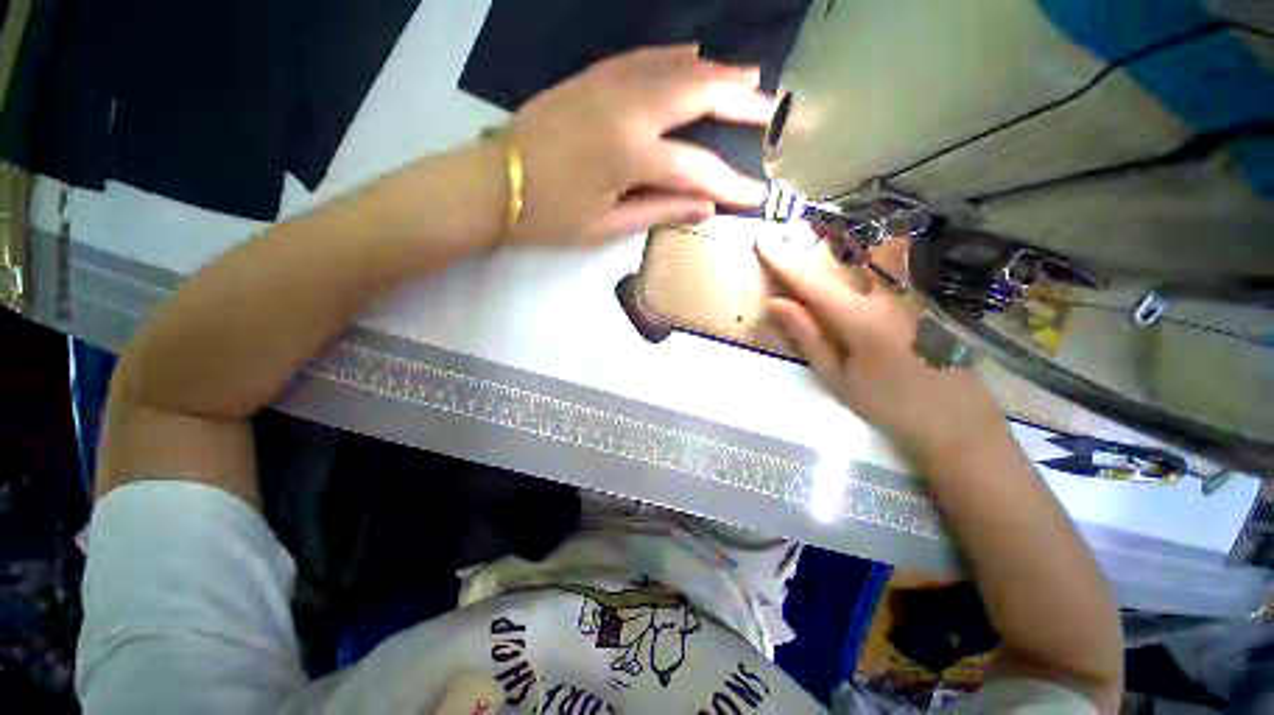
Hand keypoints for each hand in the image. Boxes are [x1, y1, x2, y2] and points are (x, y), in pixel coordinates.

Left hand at [504, 45, 772, 244]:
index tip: (756, 194)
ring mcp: (608, 84)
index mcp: (632, 154)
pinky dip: (674, 57)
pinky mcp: (592, 77)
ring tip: (746, 76)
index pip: (698, 169)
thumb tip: (705, 207)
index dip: (731, 184)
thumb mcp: (606, 227)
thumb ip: (659, 211)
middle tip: (769, 107)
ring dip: (714, 71)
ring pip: (675, 66)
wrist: (492, 184)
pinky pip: (644, 57)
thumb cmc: (549, 216)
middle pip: (698, 94)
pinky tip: (692, 56)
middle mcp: (628, 108)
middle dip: (739, 100)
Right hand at [756, 240, 1007, 461]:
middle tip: (779, 250)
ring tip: (809, 259)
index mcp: (859, 318)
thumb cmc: (888, 404)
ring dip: (831, 262)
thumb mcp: (837, 377)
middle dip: (804, 259)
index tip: (764, 240)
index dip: (784, 262)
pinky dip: (856, 274)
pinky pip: (879, 281)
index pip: (812, 283)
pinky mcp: (917, 305)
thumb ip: (808, 336)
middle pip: (836, 269)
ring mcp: (906, 298)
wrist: (955, 421)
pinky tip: (850, 279)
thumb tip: (777, 303)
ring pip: (860, 270)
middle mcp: (884, 298)